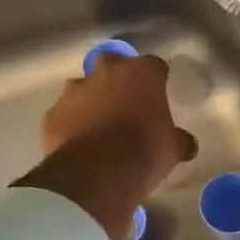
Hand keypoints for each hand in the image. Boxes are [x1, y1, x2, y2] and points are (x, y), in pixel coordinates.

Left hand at [19, 53, 196, 239]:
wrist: (98, 174)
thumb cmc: (145, 152)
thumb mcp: (172, 149)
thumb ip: (178, 140)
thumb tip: (187, 144)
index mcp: (141, 73)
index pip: (153, 65)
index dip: (156, 79)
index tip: (158, 92)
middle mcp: (105, 73)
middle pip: (112, 64)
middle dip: (117, 79)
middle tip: (124, 103)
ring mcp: (74, 92)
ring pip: (82, 88)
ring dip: (89, 101)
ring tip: (97, 127)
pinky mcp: (52, 115)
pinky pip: (63, 115)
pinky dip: (69, 125)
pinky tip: (77, 145)